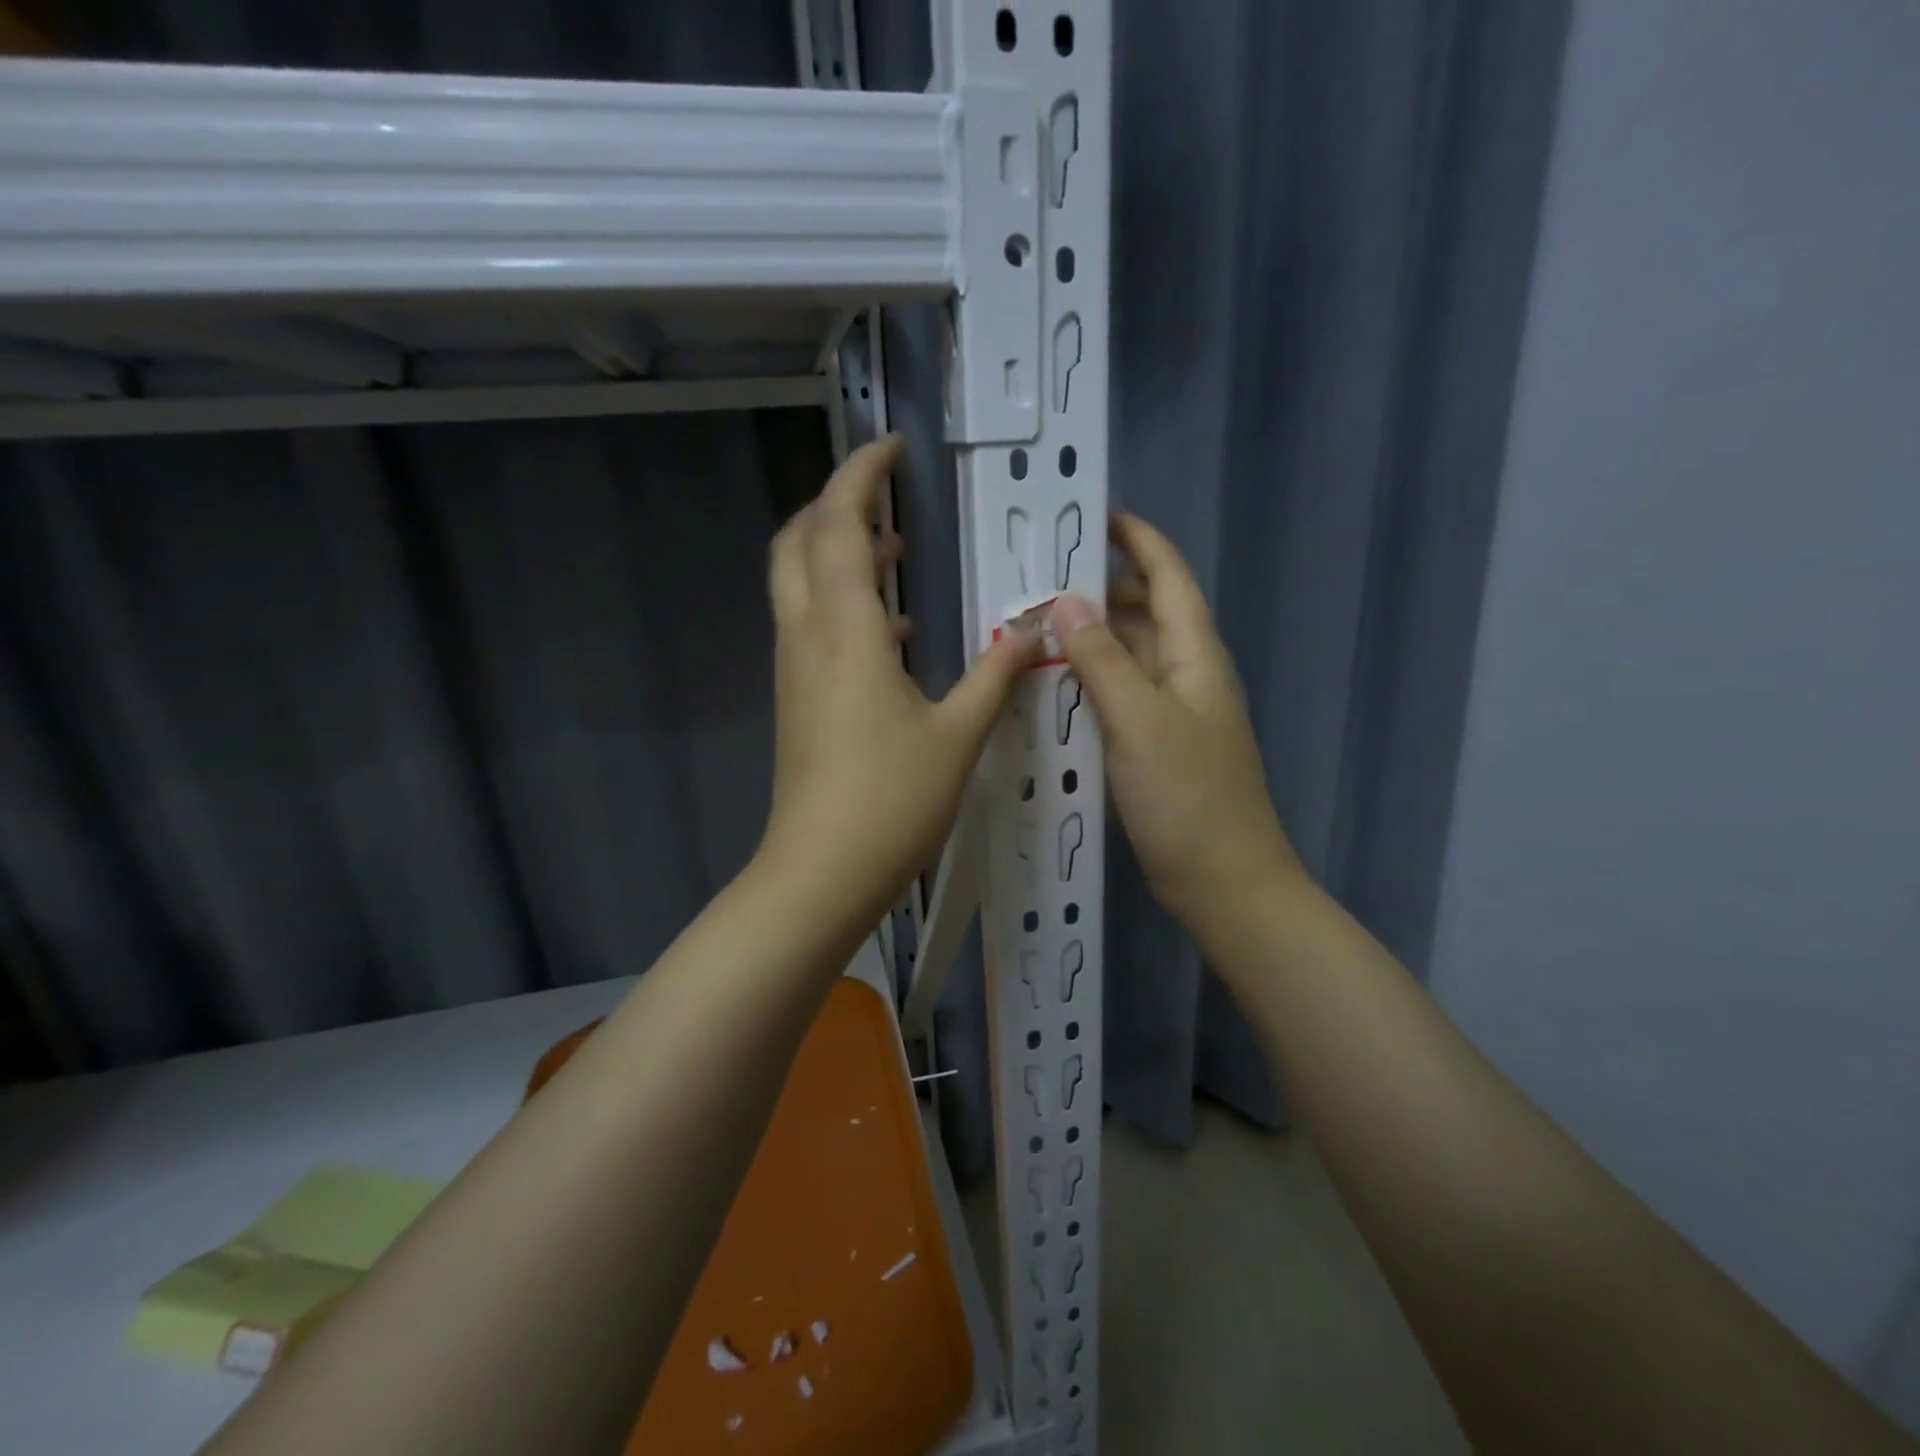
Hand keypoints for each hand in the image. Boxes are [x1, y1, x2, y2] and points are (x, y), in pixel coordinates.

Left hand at [757, 436, 1040, 924]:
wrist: (821, 872)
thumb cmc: (891, 800)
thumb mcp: (957, 735)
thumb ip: (994, 675)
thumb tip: (1030, 632)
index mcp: (844, 629)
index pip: (839, 524)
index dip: (861, 475)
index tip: (893, 449)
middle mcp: (807, 635)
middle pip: (799, 542)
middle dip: (838, 506)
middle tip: (890, 498)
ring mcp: (794, 668)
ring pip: (799, 583)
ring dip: (839, 553)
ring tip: (897, 553)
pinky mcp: (796, 698)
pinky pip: (811, 625)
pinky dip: (843, 603)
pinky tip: (894, 632)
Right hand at [1052, 511, 1305, 937]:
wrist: (1224, 881)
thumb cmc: (1188, 796)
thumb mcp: (1139, 720)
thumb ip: (1102, 658)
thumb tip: (1066, 601)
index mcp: (1195, 653)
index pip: (1167, 576)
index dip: (1137, 539)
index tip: (1093, 515)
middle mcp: (1187, 672)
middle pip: (1143, 611)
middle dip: (1097, 590)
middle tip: (1037, 582)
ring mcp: (1172, 711)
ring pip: (1128, 654)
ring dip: (1089, 637)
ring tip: (1034, 628)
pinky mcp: (1156, 744)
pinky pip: (1120, 694)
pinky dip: (1090, 680)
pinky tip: (1053, 685)